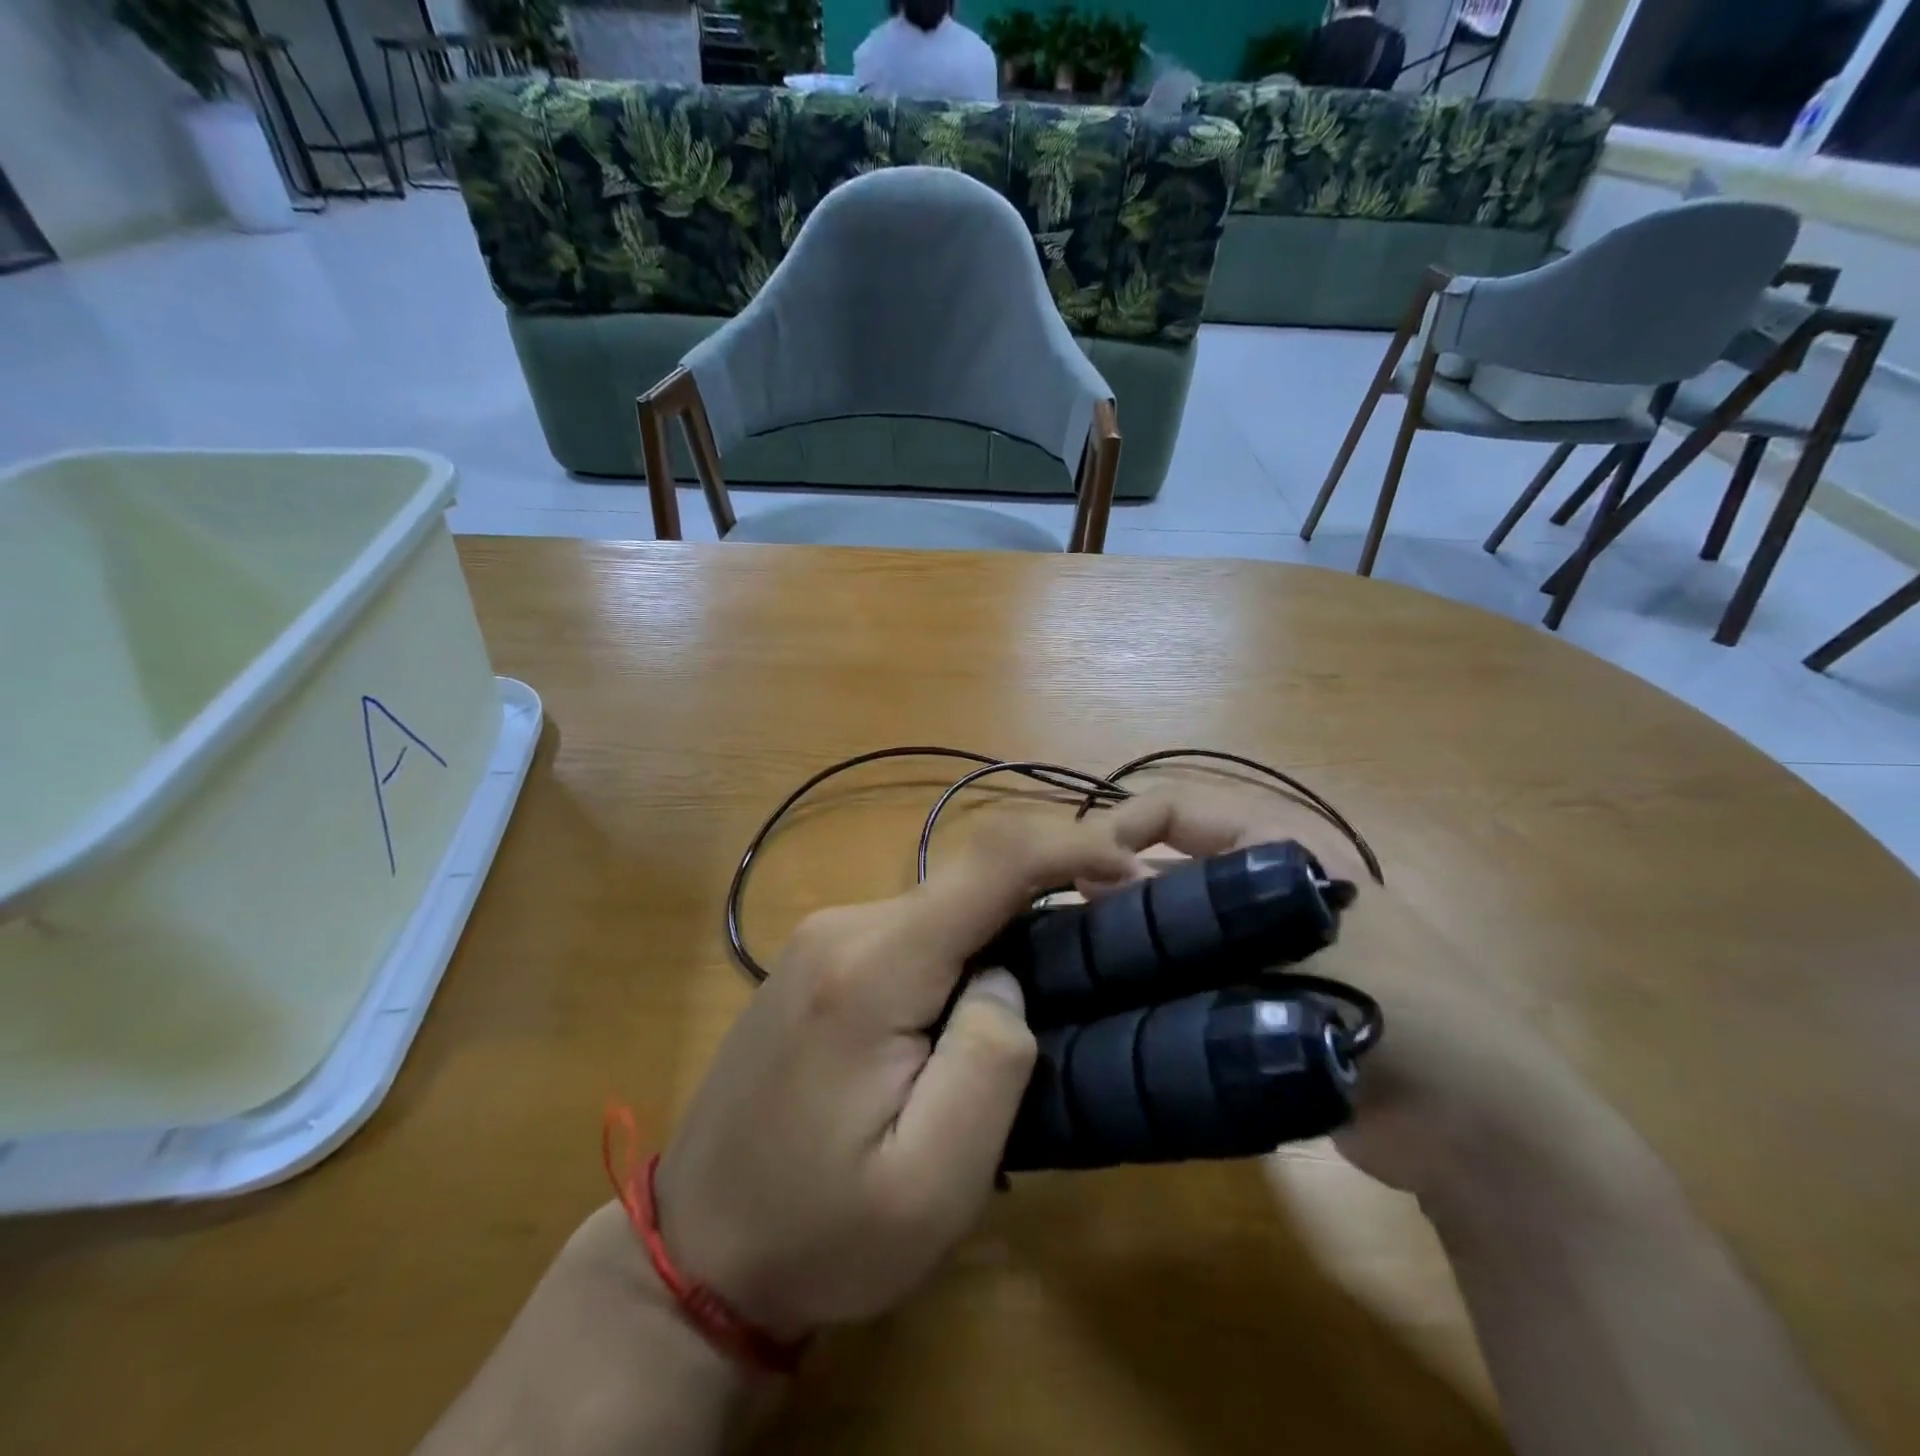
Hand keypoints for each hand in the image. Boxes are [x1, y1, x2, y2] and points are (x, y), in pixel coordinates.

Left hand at [654, 818, 1137, 1340]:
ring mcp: (823, 936)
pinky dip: (960, 952)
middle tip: (1098, 964)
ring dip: (999, 938)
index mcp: (872, 968)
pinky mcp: (817, 956)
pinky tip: (962, 1016)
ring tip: (1033, 1008)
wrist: (695, 1252)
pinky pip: (911, 930)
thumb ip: (991, 1062)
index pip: (990, 862)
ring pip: (942, 908)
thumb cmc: (818, 1233)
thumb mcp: (932, 1184)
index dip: (1072, 846)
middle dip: (1042, 904)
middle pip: (969, 884)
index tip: (1134, 873)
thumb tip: (1007, 979)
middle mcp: (845, 926)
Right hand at [1101, 788, 1628, 1219]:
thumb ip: (1191, 914)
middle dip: (1113, 884)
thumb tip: (1095, 884)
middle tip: (1062, 923)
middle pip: (1167, 862)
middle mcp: (1260, 883)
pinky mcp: (1251, 997)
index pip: (1178, 807)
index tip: (1072, 871)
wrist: (1475, 1129)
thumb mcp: (1294, 941)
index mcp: (1279, 844)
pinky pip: (1184, 973)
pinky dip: (1147, 981)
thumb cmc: (1400, 1005)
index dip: (1122, 826)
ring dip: (1127, 936)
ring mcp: (1255, 943)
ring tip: (1071, 964)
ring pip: (1171, 921)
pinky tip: (1105, 1003)